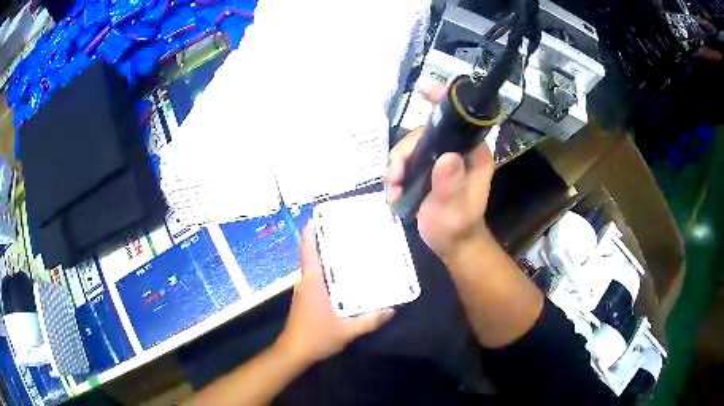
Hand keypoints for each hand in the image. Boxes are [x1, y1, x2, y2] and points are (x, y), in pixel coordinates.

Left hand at [277, 225, 393, 364]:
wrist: (294, 352)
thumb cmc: (317, 336)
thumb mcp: (347, 330)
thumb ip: (370, 321)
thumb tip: (392, 310)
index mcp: (313, 283)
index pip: (308, 253)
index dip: (309, 234)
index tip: (315, 218)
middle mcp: (306, 283)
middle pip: (312, 257)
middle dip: (323, 242)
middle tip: (343, 232)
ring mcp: (304, 292)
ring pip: (314, 269)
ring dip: (325, 258)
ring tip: (346, 251)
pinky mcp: (305, 300)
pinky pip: (315, 280)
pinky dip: (326, 273)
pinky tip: (341, 278)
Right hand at [385, 81, 495, 260]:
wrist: (451, 244)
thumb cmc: (458, 227)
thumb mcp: (455, 209)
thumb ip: (451, 184)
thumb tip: (446, 157)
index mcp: (473, 153)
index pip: (462, 119)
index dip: (444, 100)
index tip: (424, 89)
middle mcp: (457, 151)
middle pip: (425, 133)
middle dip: (405, 152)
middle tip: (396, 176)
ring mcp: (441, 159)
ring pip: (412, 147)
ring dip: (397, 166)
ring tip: (394, 189)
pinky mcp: (427, 169)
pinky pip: (406, 161)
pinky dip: (396, 174)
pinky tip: (394, 192)